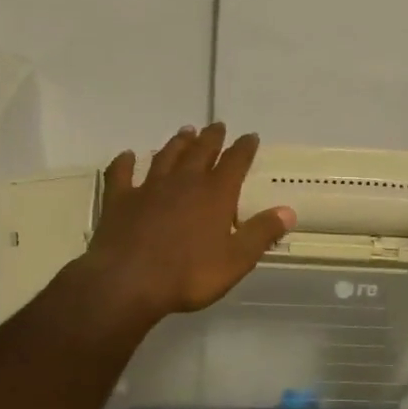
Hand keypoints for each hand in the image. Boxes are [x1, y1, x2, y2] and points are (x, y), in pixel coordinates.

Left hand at [81, 123, 294, 325]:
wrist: (128, 282)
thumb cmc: (189, 274)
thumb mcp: (236, 260)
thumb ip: (261, 233)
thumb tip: (288, 211)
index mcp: (215, 195)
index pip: (235, 163)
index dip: (244, 148)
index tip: (250, 136)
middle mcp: (183, 183)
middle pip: (200, 152)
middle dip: (211, 138)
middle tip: (217, 126)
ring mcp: (148, 188)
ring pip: (166, 157)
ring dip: (177, 143)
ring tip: (185, 132)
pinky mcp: (119, 200)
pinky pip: (121, 174)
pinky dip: (124, 162)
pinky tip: (127, 155)